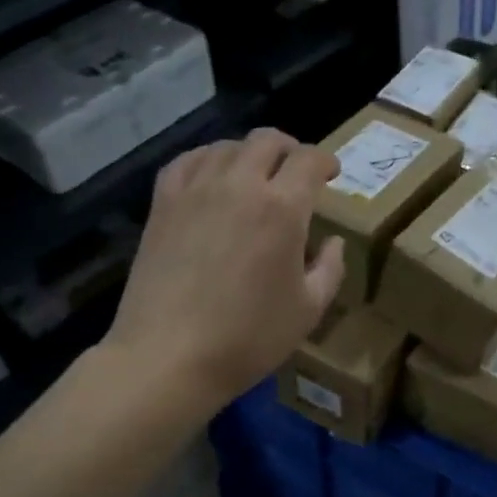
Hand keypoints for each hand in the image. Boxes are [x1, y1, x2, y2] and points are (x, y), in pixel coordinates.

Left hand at [104, 129, 344, 415]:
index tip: (331, 175)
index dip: (325, 161)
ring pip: (227, 146)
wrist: (169, 355)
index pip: (309, 160)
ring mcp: (195, 190)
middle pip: (267, 141)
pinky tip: (211, 177)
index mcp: (282, 208)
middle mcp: (239, 184)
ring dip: (249, 153)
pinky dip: (208, 160)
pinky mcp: (163, 203)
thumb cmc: (248, 338)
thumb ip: (330, 269)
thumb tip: (333, 242)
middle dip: (289, 149)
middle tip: (296, 172)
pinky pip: (187, 161)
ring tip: (255, 175)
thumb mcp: (308, 310)